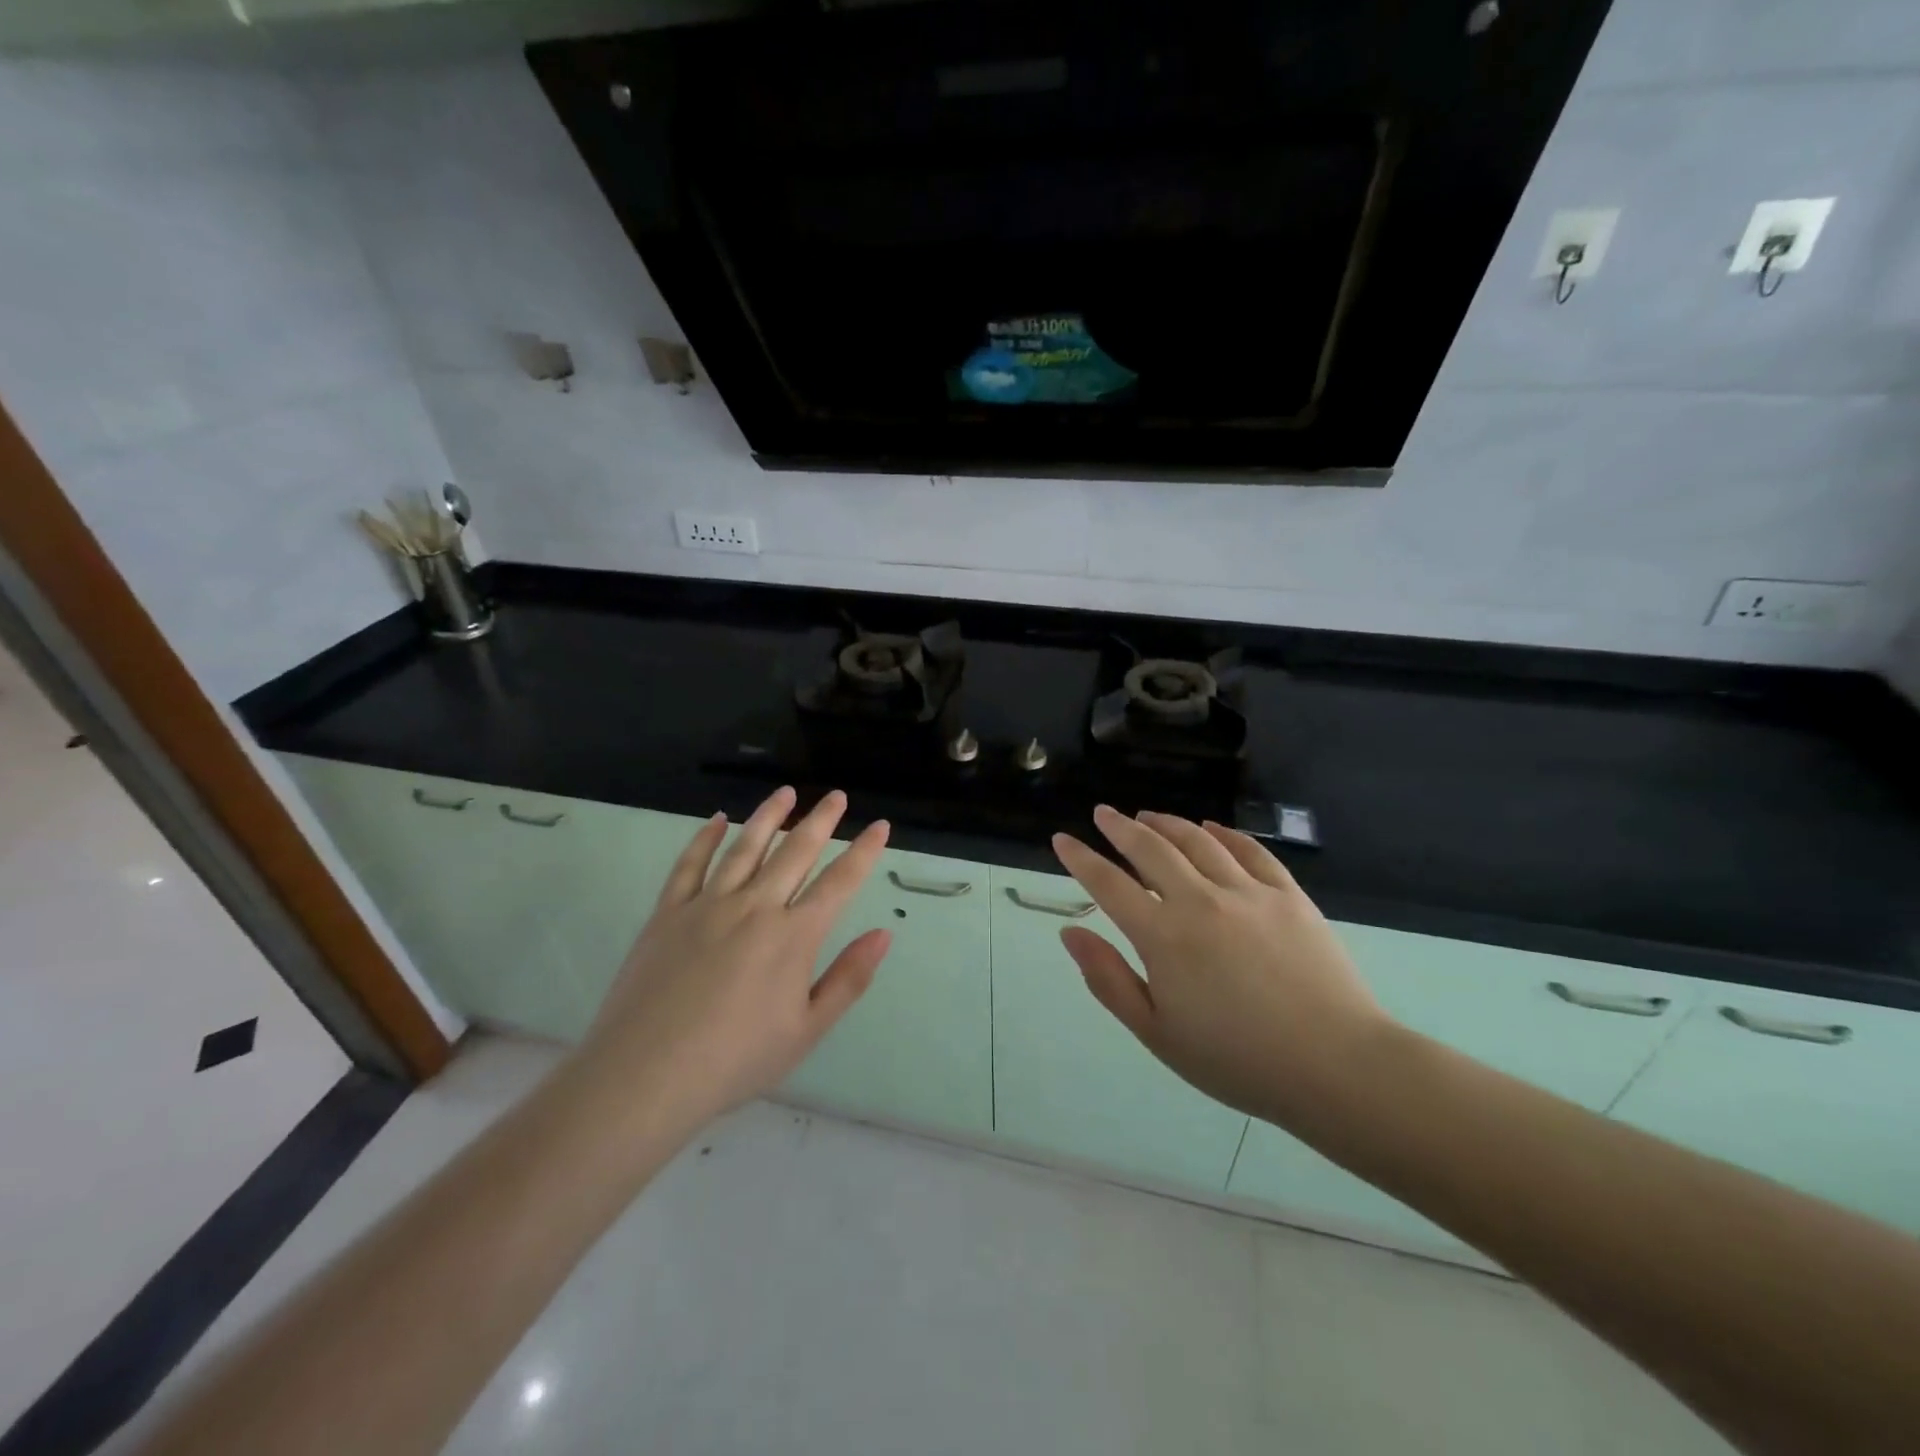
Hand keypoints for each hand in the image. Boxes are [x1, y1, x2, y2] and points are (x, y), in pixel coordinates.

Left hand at [574, 787, 891, 1131]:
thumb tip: (884, 934)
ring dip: (769, 816)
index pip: (839, 882)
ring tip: (786, 793)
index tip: (880, 825)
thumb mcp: (806, 1031)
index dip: (863, 851)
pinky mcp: (668, 913)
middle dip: (821, 820)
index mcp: (793, 936)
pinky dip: (706, 838)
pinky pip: (690, 864)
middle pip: (795, 852)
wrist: (644, 1076)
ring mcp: (707, 905)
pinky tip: (718, 820)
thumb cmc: (734, 1060)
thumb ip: (848, 979)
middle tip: (837, 796)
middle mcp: (755, 907)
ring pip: (746, 847)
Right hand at [1052, 806, 1386, 1123]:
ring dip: (1166, 823)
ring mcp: (1248, 892)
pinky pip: (1250, 850)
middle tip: (1103, 813)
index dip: (1080, 859)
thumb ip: (1108, 979)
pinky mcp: (1288, 895)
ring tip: (1148, 815)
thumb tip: (1071, 932)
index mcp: (1162, 935)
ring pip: (1197, 841)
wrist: (1335, 1066)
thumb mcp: (1157, 1032)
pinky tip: (1211, 827)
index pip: (1108, 884)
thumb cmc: (1236, 1059)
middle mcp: (1199, 900)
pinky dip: (1224, 833)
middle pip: (1150, 848)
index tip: (1062, 839)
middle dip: (1120, 827)